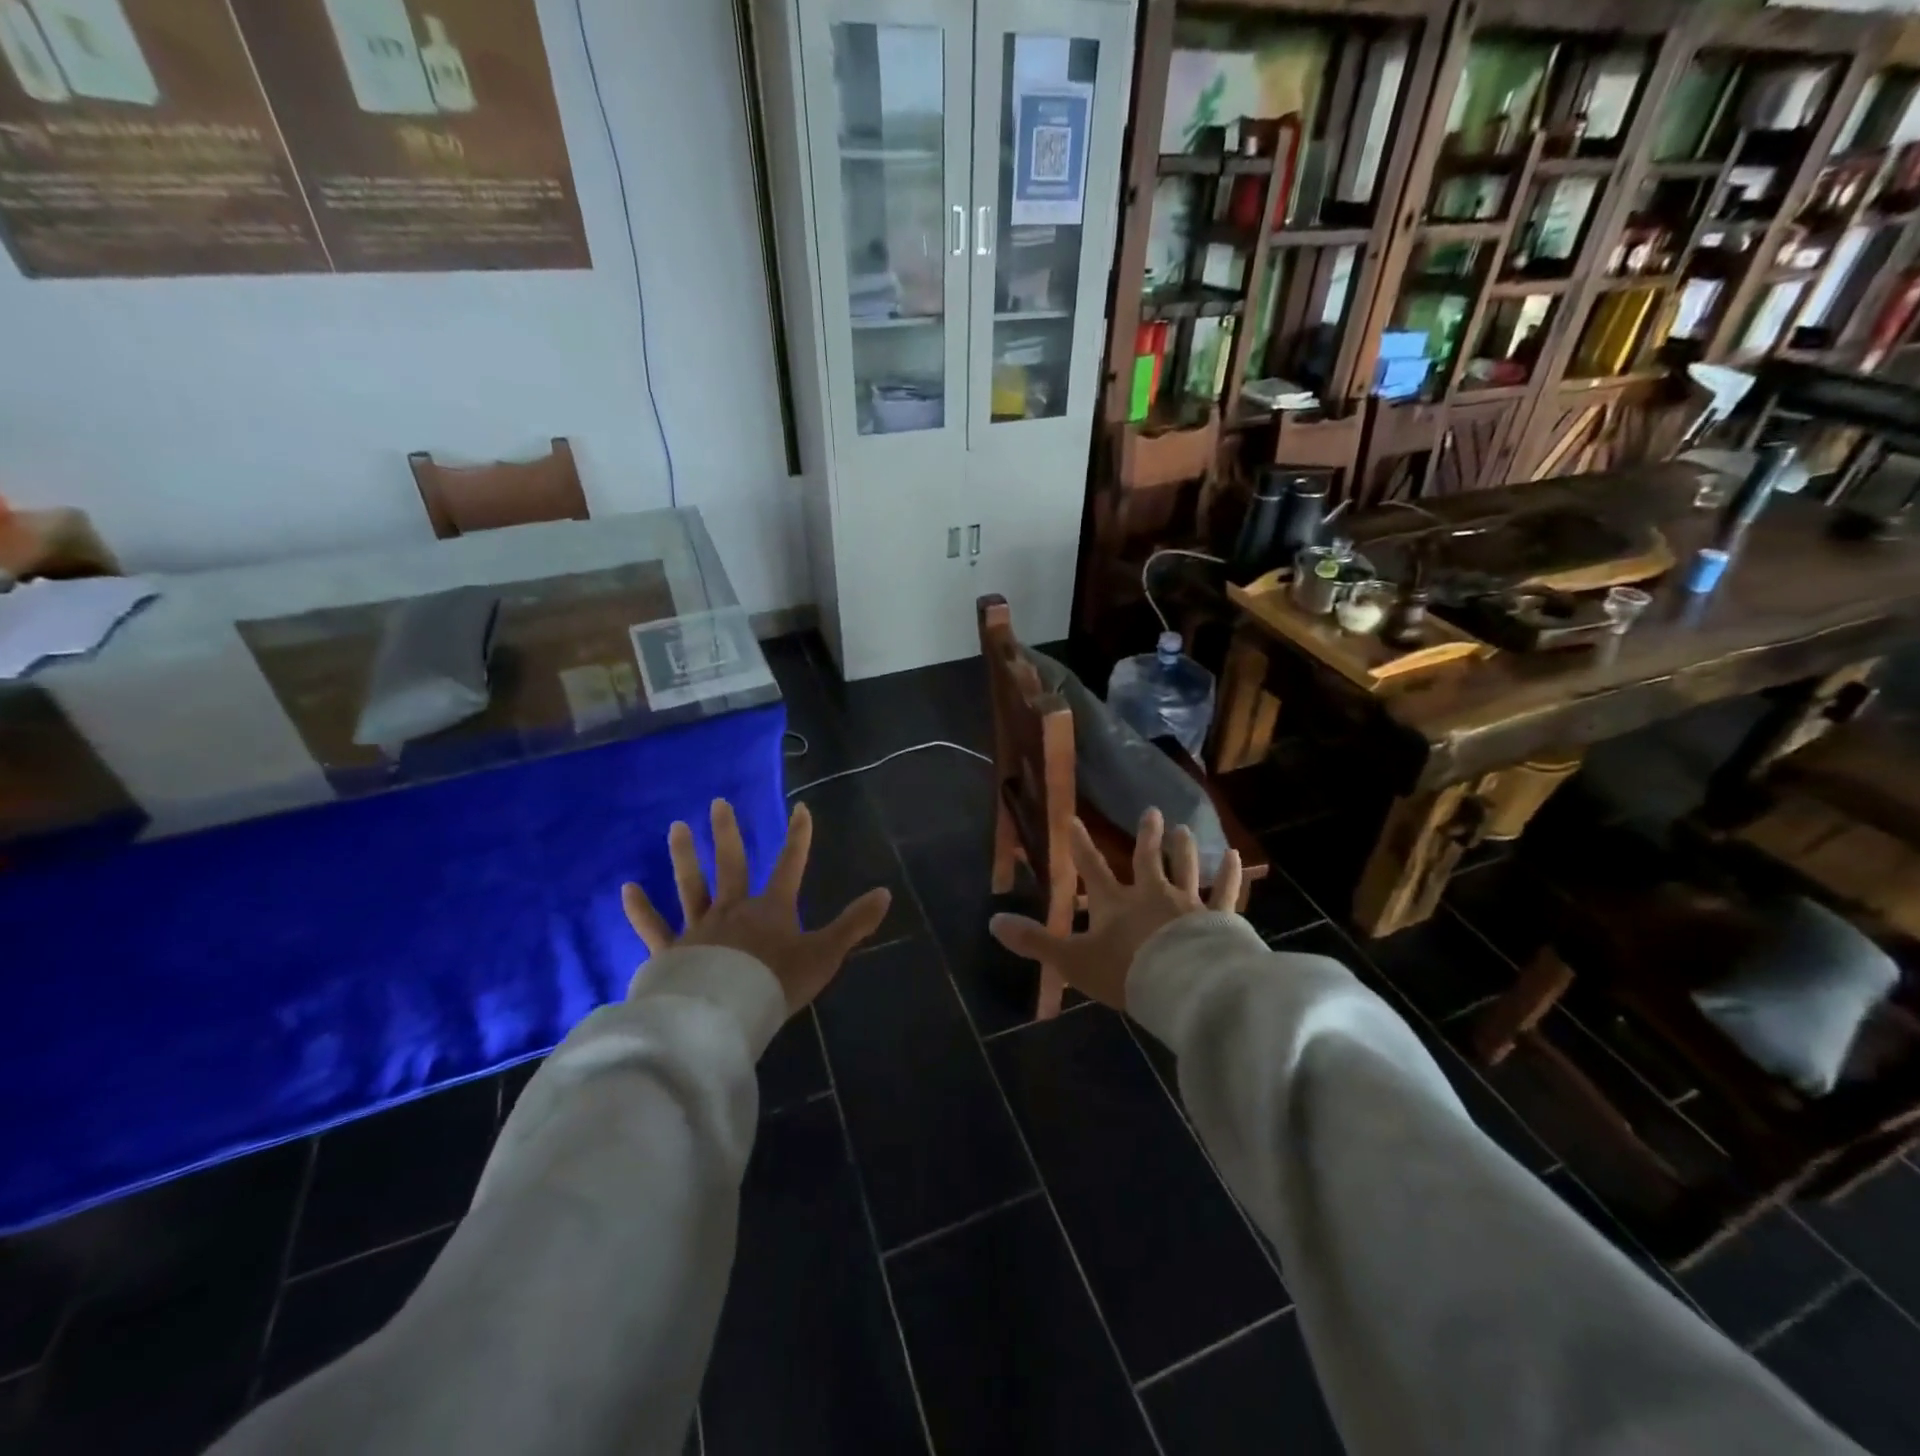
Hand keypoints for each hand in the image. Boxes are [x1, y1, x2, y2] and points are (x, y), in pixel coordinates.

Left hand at [622, 798, 890, 1014]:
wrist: (726, 1015)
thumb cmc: (777, 983)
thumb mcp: (825, 954)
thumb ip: (854, 924)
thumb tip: (885, 892)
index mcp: (771, 909)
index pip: (790, 864)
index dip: (798, 836)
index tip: (801, 808)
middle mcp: (734, 909)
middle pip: (731, 864)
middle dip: (728, 833)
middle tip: (718, 802)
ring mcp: (700, 928)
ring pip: (691, 885)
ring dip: (685, 856)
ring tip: (676, 827)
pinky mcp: (672, 952)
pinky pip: (653, 927)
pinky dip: (640, 909)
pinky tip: (626, 888)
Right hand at [989, 809, 1240, 1010]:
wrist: (1180, 987)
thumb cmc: (1125, 972)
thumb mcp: (1072, 961)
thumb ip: (1035, 942)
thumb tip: (993, 921)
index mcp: (1115, 904)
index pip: (1091, 867)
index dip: (1080, 844)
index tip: (1074, 819)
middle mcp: (1151, 895)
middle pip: (1147, 860)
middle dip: (1147, 836)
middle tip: (1152, 811)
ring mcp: (1187, 904)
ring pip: (1186, 869)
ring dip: (1184, 849)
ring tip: (1185, 829)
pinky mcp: (1218, 919)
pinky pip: (1224, 893)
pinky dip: (1229, 875)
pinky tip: (1235, 857)